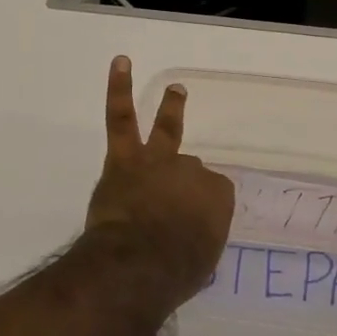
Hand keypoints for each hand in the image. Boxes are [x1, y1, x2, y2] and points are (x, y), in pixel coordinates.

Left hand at [83, 57, 234, 308]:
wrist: (138, 263)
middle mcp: (192, 173)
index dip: (199, 211)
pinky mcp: (124, 159)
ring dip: (172, 109)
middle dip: (184, 181)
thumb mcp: (202, 261)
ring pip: (165, 130)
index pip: (213, 196)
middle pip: (191, 168)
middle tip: (182, 191)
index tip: (188, 230)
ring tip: (176, 91)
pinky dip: (119, 88)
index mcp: (217, 199)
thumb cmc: (174, 272)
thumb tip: (186, 233)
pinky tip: (122, 63)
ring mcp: (158, 161)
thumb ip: (197, 239)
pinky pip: (121, 116)